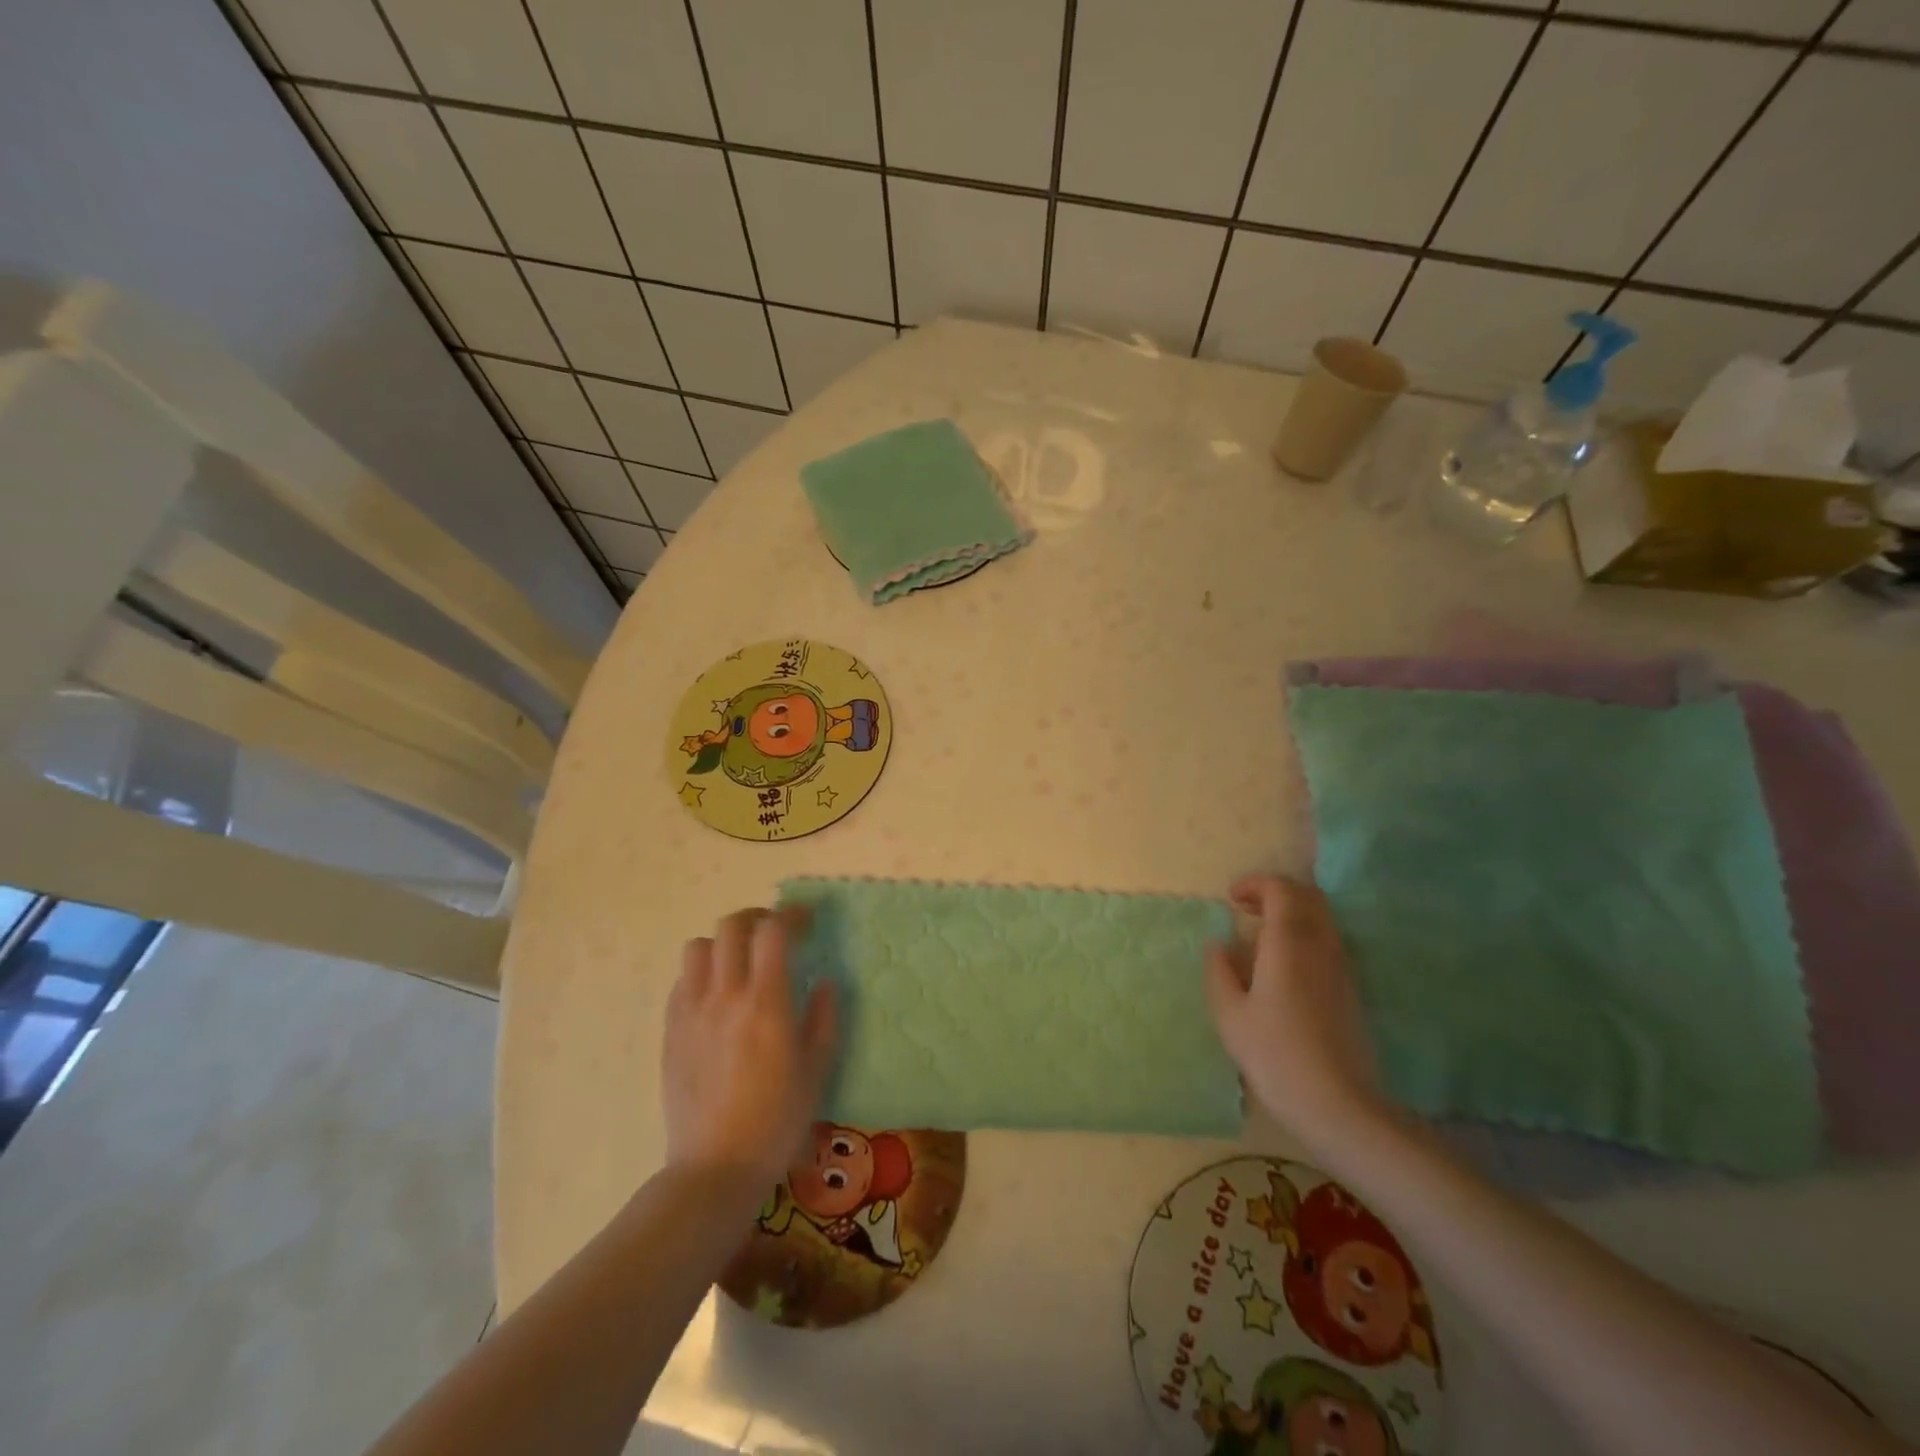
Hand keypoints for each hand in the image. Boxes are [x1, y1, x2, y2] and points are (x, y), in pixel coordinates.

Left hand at [663, 907, 835, 1188]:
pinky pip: (682, 981)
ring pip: (698, 946)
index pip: (773, 932)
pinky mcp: (670, 1030)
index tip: (806, 921)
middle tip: (775, 933)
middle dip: (757, 918)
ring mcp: (692, 1011)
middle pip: (732, 927)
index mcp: (766, 1003)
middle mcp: (725, 996)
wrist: (715, 1167)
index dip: (791, 915)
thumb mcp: (817, 1069)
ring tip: (740, 961)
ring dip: (723, 943)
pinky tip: (716, 995)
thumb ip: (824, 1018)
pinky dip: (702, 973)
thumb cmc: (777, 1120)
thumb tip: (825, 982)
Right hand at [1205, 875, 1386, 1144]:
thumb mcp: (1230, 1015)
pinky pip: (1327, 942)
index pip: (1281, 890)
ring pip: (1321, 919)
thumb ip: (1219, 971)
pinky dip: (1303, 935)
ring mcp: (1341, 968)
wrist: (1341, 1107)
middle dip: (1276, 892)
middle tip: (1245, 908)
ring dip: (1291, 913)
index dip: (1255, 884)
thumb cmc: (1276, 1056)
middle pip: (1308, 897)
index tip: (1231, 899)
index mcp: (1289, 944)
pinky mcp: (1350, 990)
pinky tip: (1282, 964)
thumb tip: (1219, 944)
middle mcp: (1321, 946)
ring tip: (1259, 935)